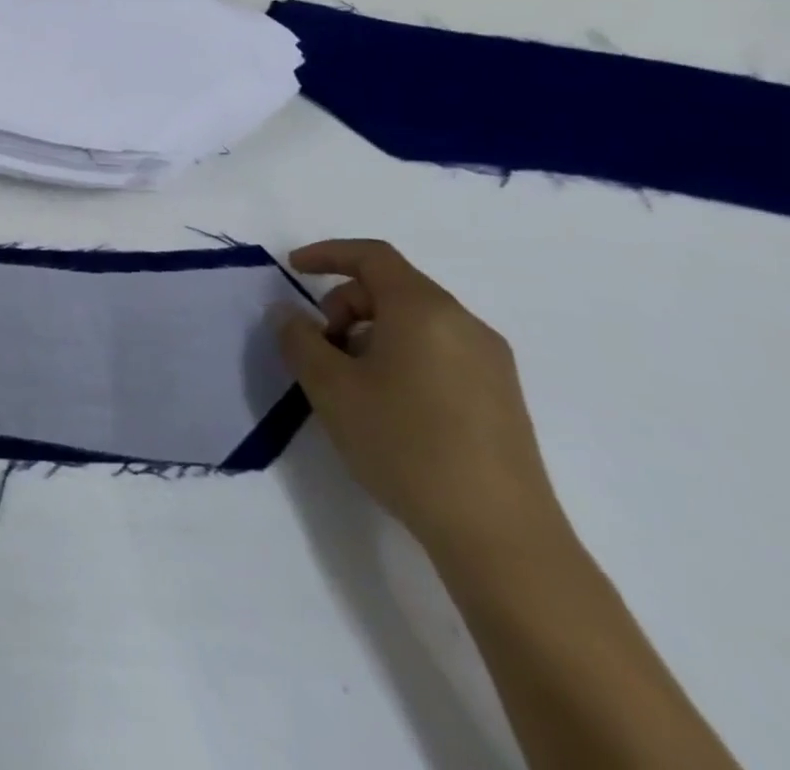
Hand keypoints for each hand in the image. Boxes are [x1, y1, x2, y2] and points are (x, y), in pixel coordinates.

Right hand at [277, 239, 563, 563]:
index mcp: (424, 310)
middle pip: (392, 288)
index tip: (293, 269)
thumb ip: (299, 339)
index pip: (372, 256)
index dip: (327, 254)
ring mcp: (490, 363)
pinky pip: (438, 351)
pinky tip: (386, 403)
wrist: (499, 536)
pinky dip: (400, 355)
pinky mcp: (501, 398)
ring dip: (370, 333)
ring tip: (349, 381)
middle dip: (345, 304)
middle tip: (319, 347)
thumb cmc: (404, 443)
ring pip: (415, 322)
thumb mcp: (330, 387)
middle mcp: (464, 325)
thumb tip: (288, 313)